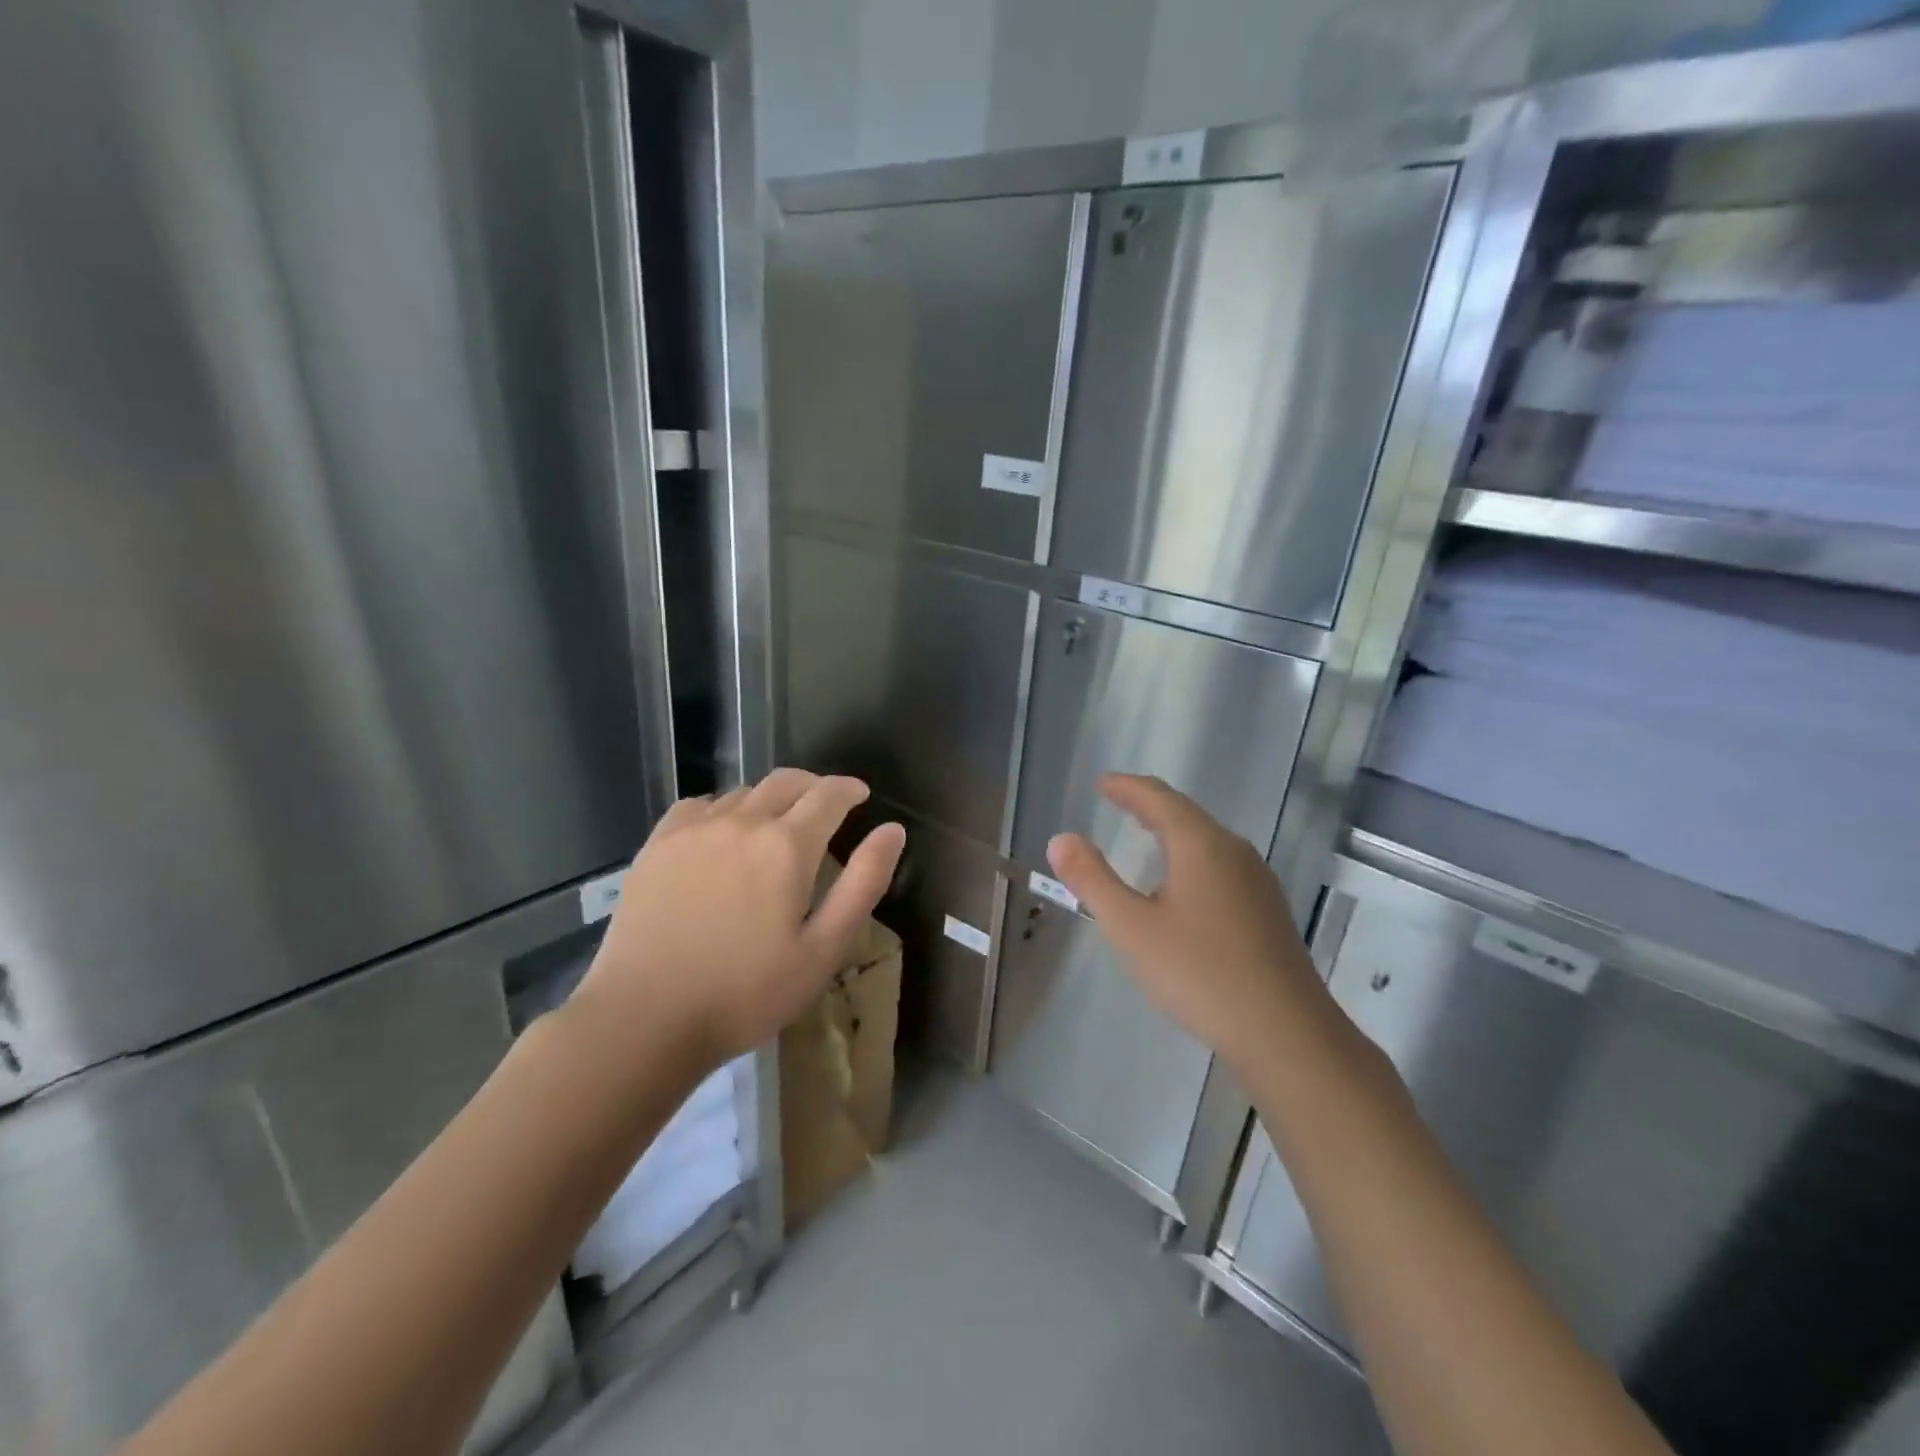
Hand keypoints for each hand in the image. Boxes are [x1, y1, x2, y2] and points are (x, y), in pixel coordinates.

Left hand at [572, 769, 905, 1068]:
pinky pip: (699, 806)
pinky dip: (723, 808)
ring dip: (770, 799)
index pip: (828, 794)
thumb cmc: (746, 993)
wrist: (644, 1020)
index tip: (860, 795)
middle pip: (786, 781)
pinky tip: (722, 832)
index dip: (849, 789)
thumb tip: (893, 830)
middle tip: (827, 806)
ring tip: (777, 824)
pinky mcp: (657, 845)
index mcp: (787, 845)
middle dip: (814, 786)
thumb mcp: (823, 949)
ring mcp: (694, 830)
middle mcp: (742, 822)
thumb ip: (863, 883)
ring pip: (743, 792)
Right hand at [1045, 774, 1334, 1074]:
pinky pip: (1221, 864)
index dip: (1127, 787)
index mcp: (1201, 845)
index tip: (1103, 783)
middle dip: (1149, 804)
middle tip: (1119, 800)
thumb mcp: (1131, 928)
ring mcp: (1257, 881)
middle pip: (1186, 814)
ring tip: (1146, 834)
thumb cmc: (1199, 973)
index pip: (1158, 798)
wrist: (1287, 1033)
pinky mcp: (1267, 911)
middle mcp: (1234, 851)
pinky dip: (1191, 856)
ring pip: (1207, 840)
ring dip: (1173, 830)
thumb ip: (1093, 880)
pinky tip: (1184, 884)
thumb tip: (1061, 839)